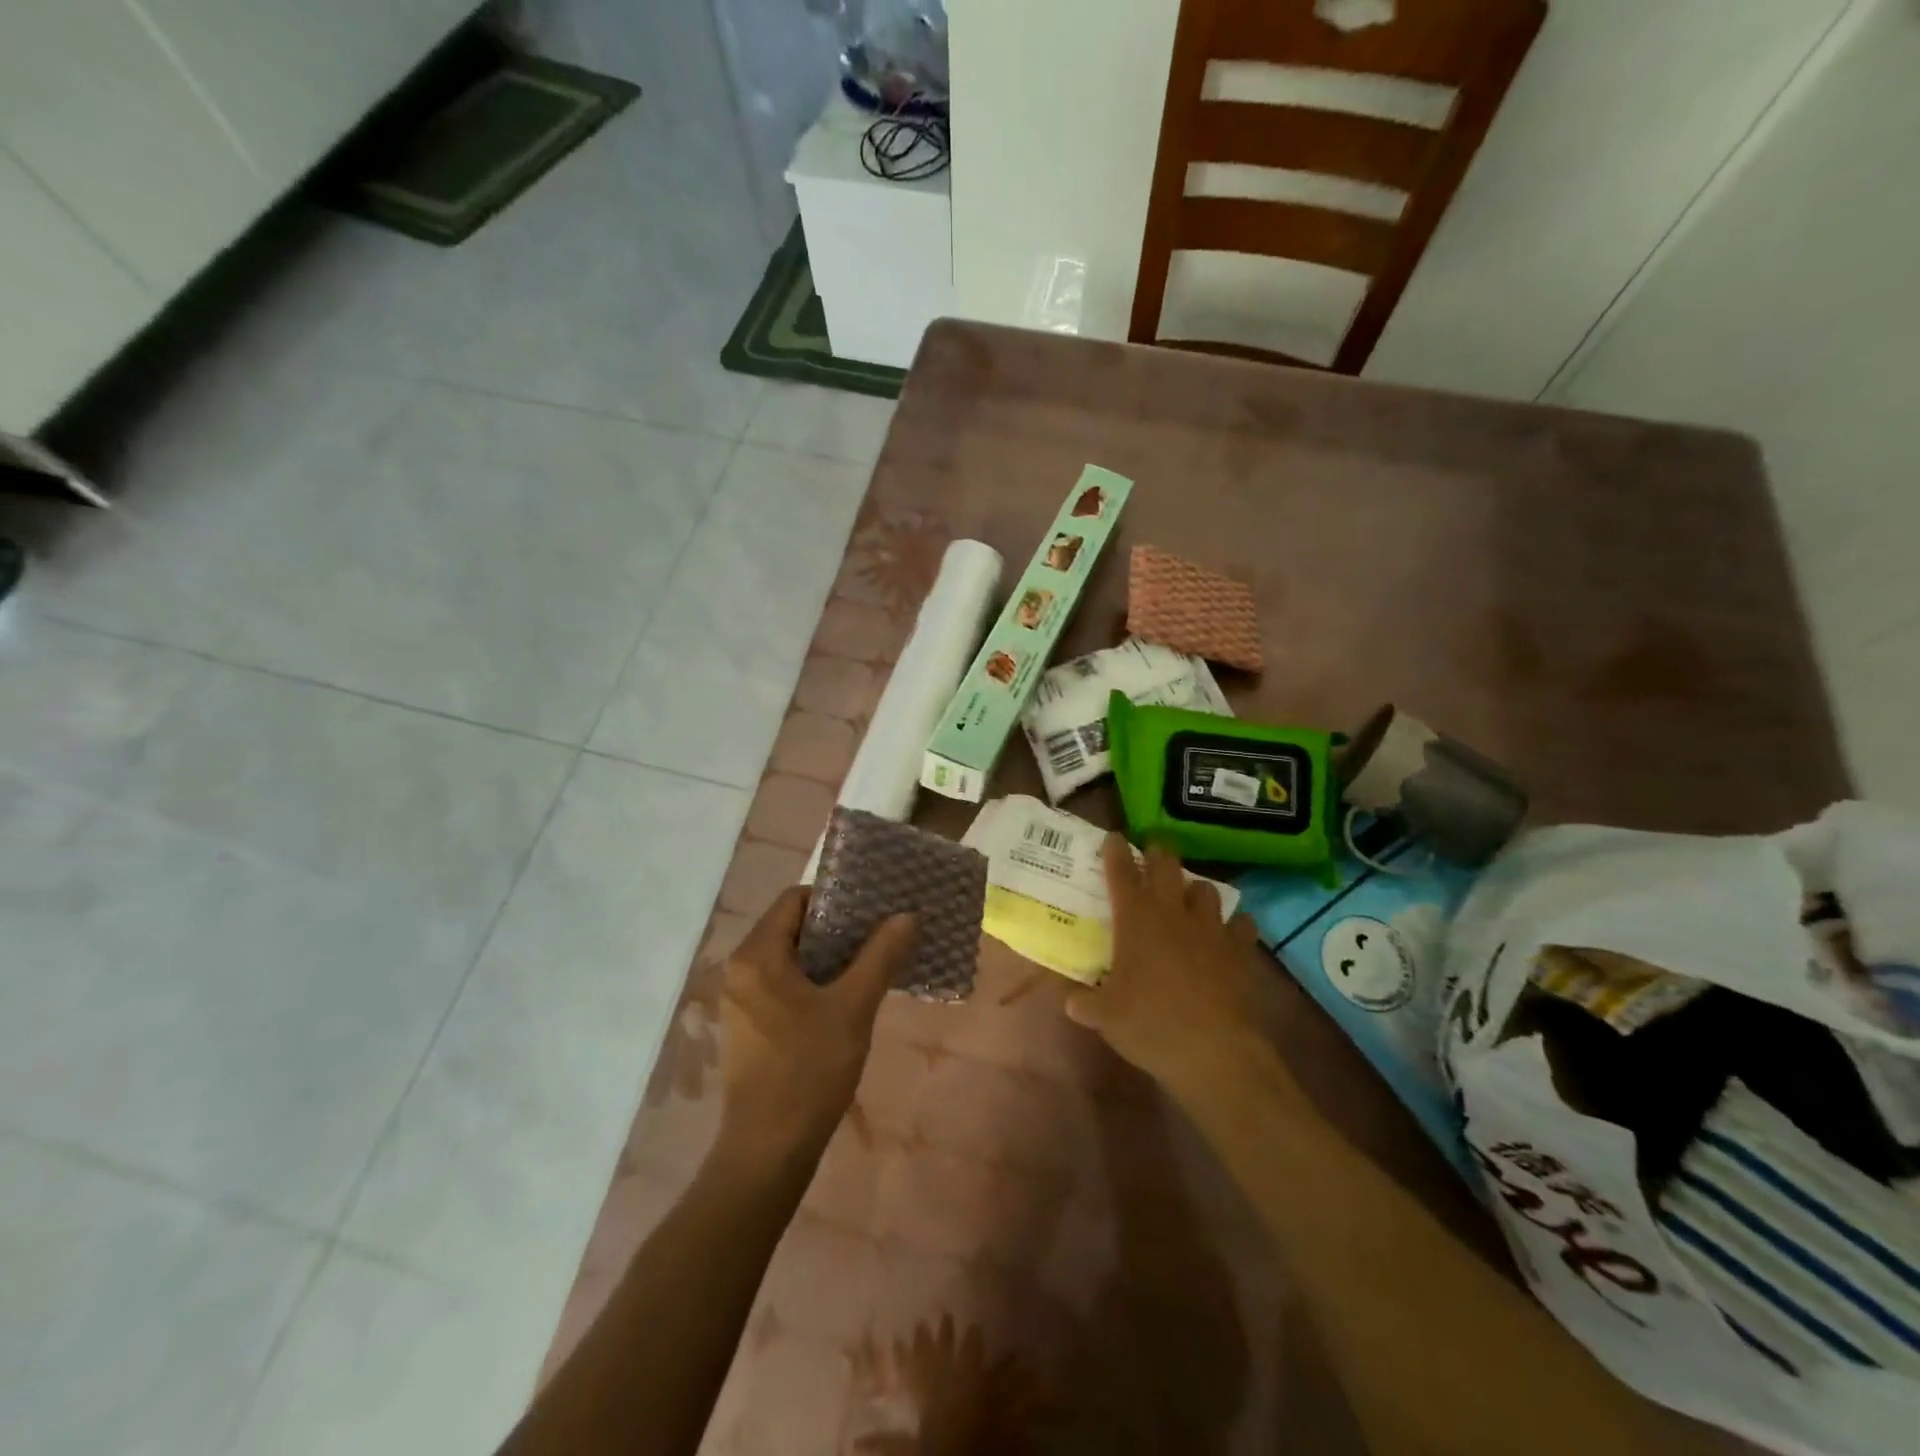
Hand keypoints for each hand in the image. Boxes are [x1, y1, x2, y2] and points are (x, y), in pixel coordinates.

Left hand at [718, 886, 915, 1163]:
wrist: (768, 1150)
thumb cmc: (809, 1069)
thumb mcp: (853, 1007)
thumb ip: (880, 956)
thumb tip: (906, 916)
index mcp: (757, 955)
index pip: (794, 899)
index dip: (834, 897)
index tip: (870, 908)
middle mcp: (740, 969)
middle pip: (790, 927)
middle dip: (836, 928)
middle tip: (878, 933)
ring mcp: (740, 1000)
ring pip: (788, 958)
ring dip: (827, 956)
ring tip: (870, 962)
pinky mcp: (747, 1026)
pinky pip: (781, 985)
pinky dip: (812, 981)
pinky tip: (845, 997)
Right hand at [1065, 834, 1266, 1098]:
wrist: (1213, 1051)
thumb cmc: (1150, 1025)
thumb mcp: (1104, 1016)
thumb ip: (1084, 1002)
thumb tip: (1068, 1000)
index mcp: (1135, 920)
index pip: (1121, 872)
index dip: (1116, 851)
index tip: (1114, 837)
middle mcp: (1172, 913)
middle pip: (1166, 864)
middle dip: (1158, 852)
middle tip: (1152, 851)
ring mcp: (1210, 928)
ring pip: (1206, 888)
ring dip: (1195, 889)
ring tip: (1189, 897)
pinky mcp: (1240, 949)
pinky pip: (1242, 923)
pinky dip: (1234, 924)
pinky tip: (1229, 933)